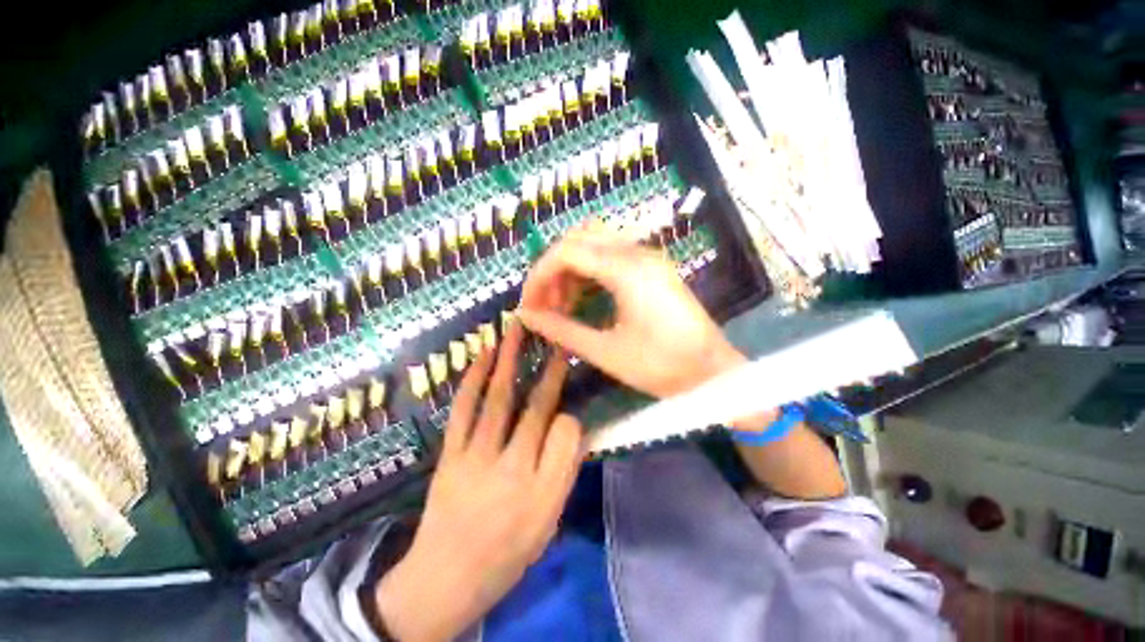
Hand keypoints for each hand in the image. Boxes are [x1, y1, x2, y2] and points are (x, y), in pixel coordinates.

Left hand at [374, 322, 582, 640]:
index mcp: (543, 490)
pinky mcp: (450, 454)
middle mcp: (513, 468)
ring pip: (499, 398)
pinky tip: (483, 354)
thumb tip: (574, 428)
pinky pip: (463, 409)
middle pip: (537, 407)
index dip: (571, 414)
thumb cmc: (507, 554)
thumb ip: (564, 473)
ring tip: (516, 328)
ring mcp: (477, 457)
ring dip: (509, 359)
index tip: (569, 405)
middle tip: (557, 336)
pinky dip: (473, 378)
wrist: (446, 579)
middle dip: (550, 368)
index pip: (568, 433)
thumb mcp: (549, 523)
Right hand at [518, 227, 744, 398]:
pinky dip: (588, 271)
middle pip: (578, 239)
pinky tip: (583, 298)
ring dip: (570, 268)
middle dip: (552, 269)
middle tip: (544, 304)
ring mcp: (647, 257)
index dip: (538, 276)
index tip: (528, 305)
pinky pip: (610, 255)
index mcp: (627, 270)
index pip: (566, 252)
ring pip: (594, 243)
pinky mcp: (652, 267)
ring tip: (561, 303)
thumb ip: (562, 330)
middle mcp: (637, 252)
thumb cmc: (662, 366)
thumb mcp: (606, 352)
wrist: (713, 372)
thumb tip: (526, 317)